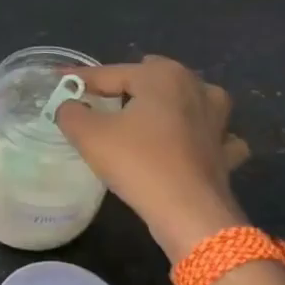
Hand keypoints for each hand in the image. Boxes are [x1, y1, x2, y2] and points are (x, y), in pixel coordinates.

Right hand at [55, 55, 250, 260]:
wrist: (188, 212)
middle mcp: (196, 87)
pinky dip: (201, 137)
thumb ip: (71, 112)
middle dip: (128, 85)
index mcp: (162, 76)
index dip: (80, 79)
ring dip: (171, 105)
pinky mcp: (225, 151)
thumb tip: (69, 106)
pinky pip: (213, 135)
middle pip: (152, 80)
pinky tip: (189, 147)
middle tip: (101, 99)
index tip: (59, 81)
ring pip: (189, 101)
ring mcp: (218, 119)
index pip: (110, 72)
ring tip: (151, 115)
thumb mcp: (89, 135)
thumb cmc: (137, 163)